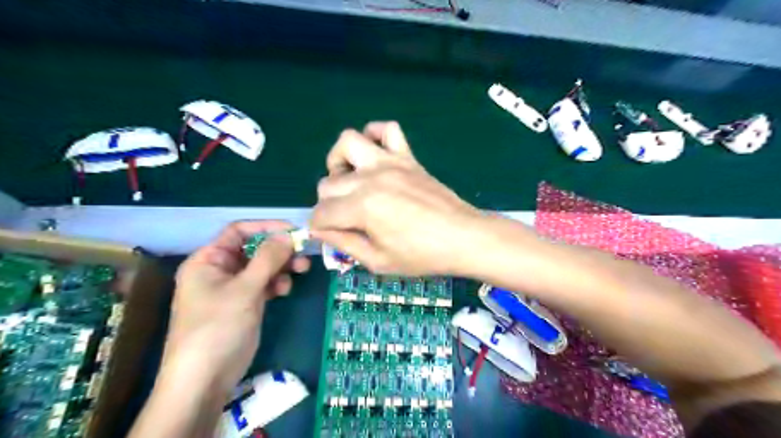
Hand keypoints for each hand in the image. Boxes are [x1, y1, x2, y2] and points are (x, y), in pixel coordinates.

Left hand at [164, 221, 310, 395]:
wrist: (205, 379)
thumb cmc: (218, 327)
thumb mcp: (244, 289)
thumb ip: (267, 259)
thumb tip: (288, 235)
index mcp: (208, 260)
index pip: (239, 232)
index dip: (266, 227)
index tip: (294, 231)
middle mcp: (219, 270)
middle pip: (254, 249)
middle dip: (279, 250)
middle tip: (303, 254)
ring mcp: (233, 288)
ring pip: (262, 267)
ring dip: (282, 266)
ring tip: (301, 270)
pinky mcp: (245, 304)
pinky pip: (264, 284)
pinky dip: (276, 283)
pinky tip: (285, 290)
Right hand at [309, 121, 482, 274]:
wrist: (463, 238)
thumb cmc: (422, 255)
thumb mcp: (378, 261)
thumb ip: (344, 244)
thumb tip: (322, 230)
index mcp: (362, 207)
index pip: (321, 213)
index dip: (319, 227)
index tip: (329, 235)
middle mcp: (370, 178)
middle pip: (328, 183)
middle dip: (329, 205)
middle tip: (346, 219)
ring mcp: (390, 163)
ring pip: (348, 142)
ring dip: (340, 162)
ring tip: (351, 181)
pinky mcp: (407, 157)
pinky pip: (388, 129)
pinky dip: (375, 136)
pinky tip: (376, 156)